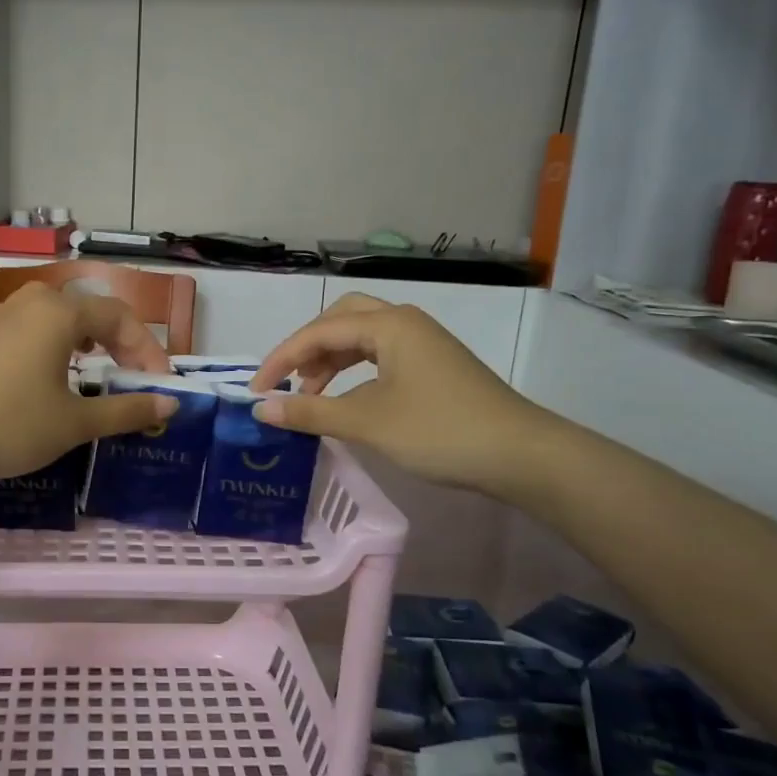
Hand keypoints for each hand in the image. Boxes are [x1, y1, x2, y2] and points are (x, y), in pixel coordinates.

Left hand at [0, 284, 176, 522]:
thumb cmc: (14, 425)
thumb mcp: (77, 422)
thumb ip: (128, 409)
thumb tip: (171, 404)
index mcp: (59, 312)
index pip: (119, 317)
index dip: (147, 349)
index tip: (159, 384)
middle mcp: (29, 302)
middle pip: (87, 310)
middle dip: (117, 340)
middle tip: (131, 374)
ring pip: (53, 315)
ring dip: (82, 338)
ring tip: (93, 366)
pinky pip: (23, 327)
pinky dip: (47, 342)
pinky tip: (42, 367)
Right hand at [246, 293, 560, 498]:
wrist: (520, 455)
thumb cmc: (439, 431)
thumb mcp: (367, 422)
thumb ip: (310, 413)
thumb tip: (260, 410)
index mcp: (389, 324)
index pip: (319, 331)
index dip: (281, 359)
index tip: (255, 392)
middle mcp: (405, 323)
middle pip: (341, 320)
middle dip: (307, 349)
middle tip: (286, 383)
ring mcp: (423, 343)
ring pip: (362, 339)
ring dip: (330, 361)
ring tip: (310, 395)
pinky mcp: (434, 366)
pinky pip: (380, 357)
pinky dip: (354, 373)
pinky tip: (347, 400)